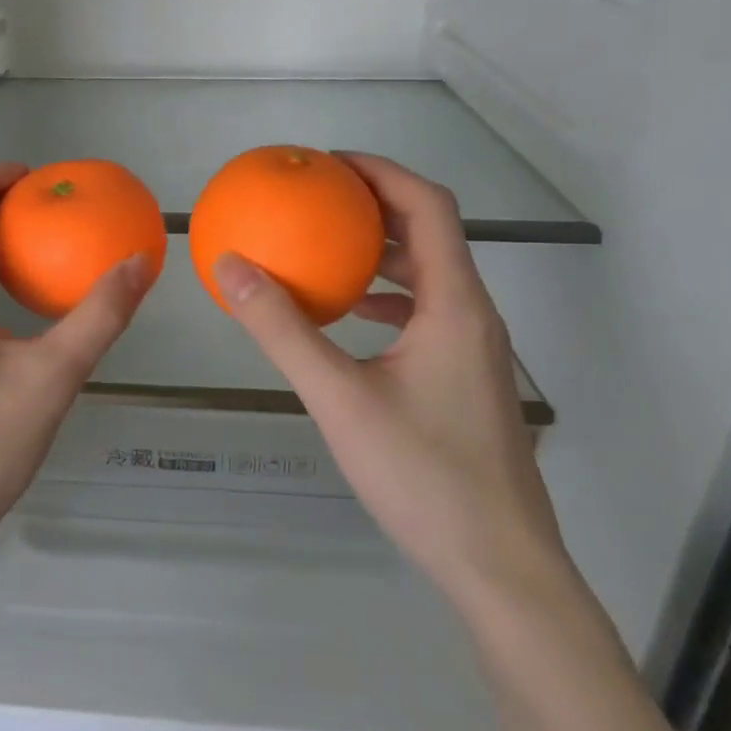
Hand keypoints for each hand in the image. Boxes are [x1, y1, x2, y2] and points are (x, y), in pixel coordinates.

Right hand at [213, 154, 568, 598]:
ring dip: (381, 251)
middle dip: (376, 205)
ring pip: (429, 275)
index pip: (429, 207)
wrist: (500, 567)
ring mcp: (474, 350)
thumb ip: (282, 330)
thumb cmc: (424, 476)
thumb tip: (230, 267)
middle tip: (318, 198)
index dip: (382, 172)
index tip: (329, 163)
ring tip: (326, 245)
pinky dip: (386, 297)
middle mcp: (473, 316)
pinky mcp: (466, 380)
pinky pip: (425, 313)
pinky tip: (349, 317)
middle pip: (432, 234)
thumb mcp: (339, 398)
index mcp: (454, 305)